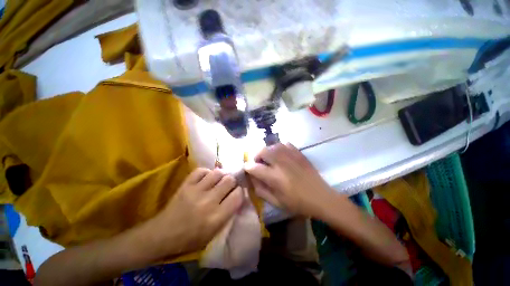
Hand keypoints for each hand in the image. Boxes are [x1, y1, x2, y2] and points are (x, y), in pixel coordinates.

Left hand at [148, 168, 242, 257]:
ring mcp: (196, 191)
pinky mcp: (186, 185)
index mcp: (216, 217)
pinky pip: (201, 171)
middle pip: (229, 180)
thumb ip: (228, 214)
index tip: (236, 193)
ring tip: (218, 181)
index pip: (237, 195)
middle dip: (232, 182)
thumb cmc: (190, 238)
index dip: (239, 192)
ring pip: (217, 173)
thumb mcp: (214, 233)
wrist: (162, 235)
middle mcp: (208, 201)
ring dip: (221, 176)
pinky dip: (206, 173)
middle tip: (228, 186)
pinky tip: (206, 179)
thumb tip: (237, 197)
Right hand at [246, 143, 334, 217]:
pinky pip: (285, 144)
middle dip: (256, 156)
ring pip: (273, 145)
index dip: (248, 167)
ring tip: (269, 158)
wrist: (321, 197)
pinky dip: (279, 147)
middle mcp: (281, 163)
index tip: (247, 168)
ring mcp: (291, 156)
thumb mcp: (276, 202)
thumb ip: (261, 190)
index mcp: (275, 178)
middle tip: (259, 163)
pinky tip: (281, 155)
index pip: (255, 167)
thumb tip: (252, 178)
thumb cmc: (298, 203)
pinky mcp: (299, 153)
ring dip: (267, 151)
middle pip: (263, 151)